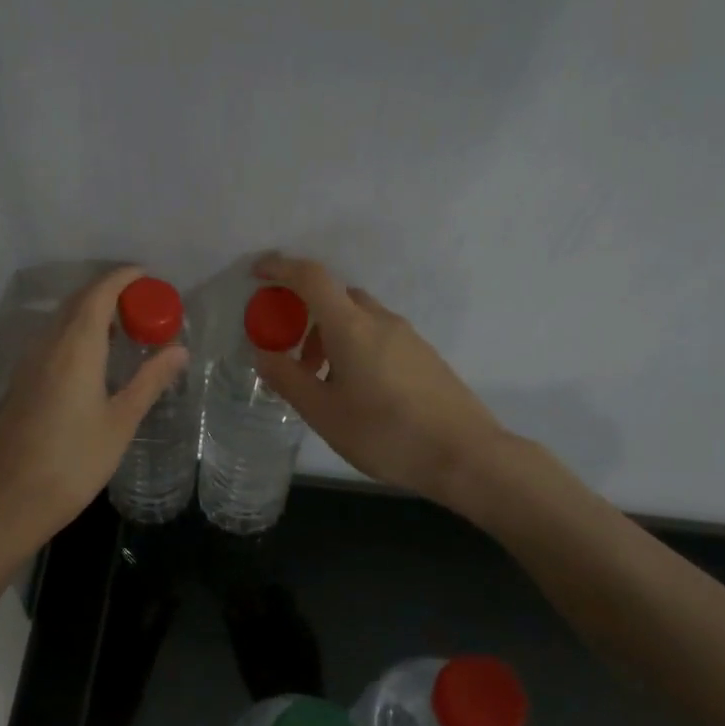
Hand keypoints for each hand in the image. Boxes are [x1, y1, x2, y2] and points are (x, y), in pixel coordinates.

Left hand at [0, 264, 189, 549]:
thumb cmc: (75, 462)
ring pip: (60, 321)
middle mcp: (47, 346)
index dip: (122, 278)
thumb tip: (180, 350)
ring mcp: (28, 364)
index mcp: (76, 349)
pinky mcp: (19, 383)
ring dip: (90, 313)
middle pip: (77, 302)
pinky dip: (74, 334)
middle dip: (108, 293)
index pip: (98, 295)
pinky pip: (50, 341)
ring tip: (122, 329)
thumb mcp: (121, 422)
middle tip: (142, 304)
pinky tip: (91, 360)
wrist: (12, 499)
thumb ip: (150, 381)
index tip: (146, 275)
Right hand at [251, 254, 508, 509]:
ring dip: (332, 336)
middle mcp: (381, 321)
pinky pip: (379, 336)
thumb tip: (263, 353)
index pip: (312, 278)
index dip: (281, 269)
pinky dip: (356, 347)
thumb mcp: (324, 413)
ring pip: (359, 319)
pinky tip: (357, 392)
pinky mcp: (424, 356)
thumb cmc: (386, 434)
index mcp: (352, 327)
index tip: (257, 275)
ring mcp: (408, 337)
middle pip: (336, 297)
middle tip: (292, 354)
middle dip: (306, 315)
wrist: (466, 455)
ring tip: (323, 383)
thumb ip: (288, 379)